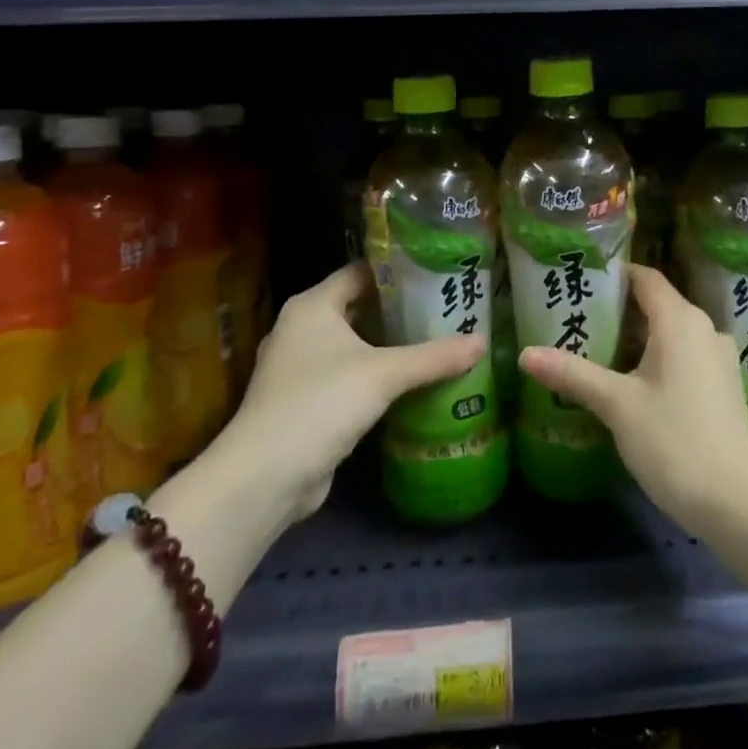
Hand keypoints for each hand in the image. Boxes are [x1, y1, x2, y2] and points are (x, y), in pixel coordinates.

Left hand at [208, 263, 483, 519]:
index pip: (361, 272)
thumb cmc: (321, 403)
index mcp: (313, 306)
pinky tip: (409, 382)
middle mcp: (302, 328)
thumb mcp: (384, 374)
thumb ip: (434, 356)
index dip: (397, 270)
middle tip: (445, 306)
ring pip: (354, 344)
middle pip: (359, 307)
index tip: (437, 270)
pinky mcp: (305, 402)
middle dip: (400, 309)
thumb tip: (482, 342)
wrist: (265, 478)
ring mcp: (299, 368)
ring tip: (436, 339)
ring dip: (388, 345)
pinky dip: (375, 376)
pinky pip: (348, 376)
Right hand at [518, 264, 747, 535]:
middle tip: (577, 319)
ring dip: (637, 339)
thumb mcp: (616, 405)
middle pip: (657, 305)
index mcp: (681, 321)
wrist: (738, 502)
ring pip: (671, 334)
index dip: (614, 275)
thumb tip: (526, 354)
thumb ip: (572, 374)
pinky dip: (657, 359)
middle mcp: (705, 330)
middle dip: (618, 311)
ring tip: (597, 351)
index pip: (646, 278)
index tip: (581, 281)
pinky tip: (632, 383)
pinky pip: (685, 357)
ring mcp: (719, 360)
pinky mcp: (724, 387)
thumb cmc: (674, 441)